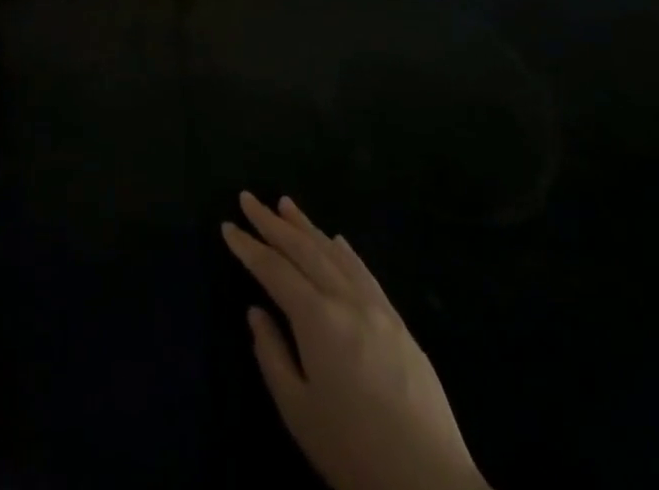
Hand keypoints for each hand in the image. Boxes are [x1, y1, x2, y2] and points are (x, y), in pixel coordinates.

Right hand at [222, 193, 487, 489]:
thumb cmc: (354, 451)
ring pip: (334, 253)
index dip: (248, 246)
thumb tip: (256, 312)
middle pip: (303, 249)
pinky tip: (336, 240)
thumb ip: (272, 354)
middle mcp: (346, 299)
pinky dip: (344, 250)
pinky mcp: (399, 323)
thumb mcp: (299, 411)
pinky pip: (364, 272)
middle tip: (248, 198)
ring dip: (306, 226)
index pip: (274, 270)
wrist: (431, 485)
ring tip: (285, 204)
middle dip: (271, 222)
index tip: (227, 225)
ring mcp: (377, 308)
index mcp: (318, 318)